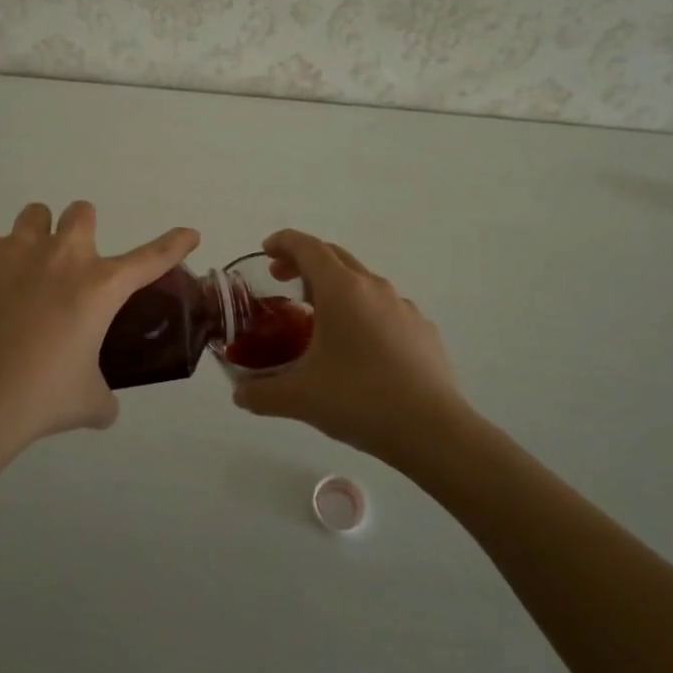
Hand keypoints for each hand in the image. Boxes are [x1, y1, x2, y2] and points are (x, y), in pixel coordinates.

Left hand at [0, 201, 199, 444]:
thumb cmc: (39, 398)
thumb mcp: (88, 402)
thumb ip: (104, 394)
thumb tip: (104, 404)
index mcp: (100, 287)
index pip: (151, 258)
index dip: (174, 244)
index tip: (189, 233)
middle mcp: (63, 256)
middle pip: (83, 212)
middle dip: (82, 230)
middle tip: (71, 265)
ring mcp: (17, 249)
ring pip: (36, 215)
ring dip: (39, 235)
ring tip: (26, 271)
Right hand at [232, 230, 475, 467]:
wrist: (433, 430)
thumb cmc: (359, 399)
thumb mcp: (299, 398)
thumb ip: (261, 393)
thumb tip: (239, 395)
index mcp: (341, 289)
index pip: (307, 247)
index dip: (283, 242)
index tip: (265, 250)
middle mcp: (373, 287)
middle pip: (334, 257)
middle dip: (304, 261)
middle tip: (281, 281)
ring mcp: (403, 307)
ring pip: (362, 282)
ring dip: (335, 288)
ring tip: (318, 319)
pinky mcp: (422, 330)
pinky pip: (384, 308)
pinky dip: (362, 312)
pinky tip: (358, 348)